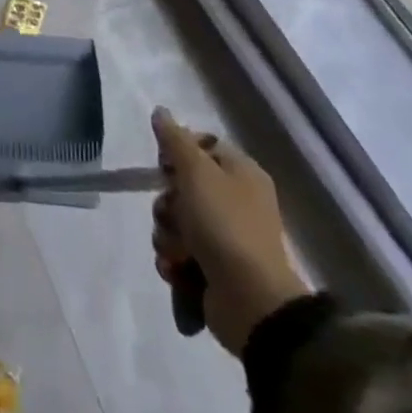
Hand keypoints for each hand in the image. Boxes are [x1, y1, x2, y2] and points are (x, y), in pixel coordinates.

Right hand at [151, 108, 310, 355]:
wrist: (250, 301)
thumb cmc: (225, 225)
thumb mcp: (196, 172)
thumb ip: (175, 140)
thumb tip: (160, 110)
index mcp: (241, 173)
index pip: (201, 146)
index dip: (177, 154)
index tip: (165, 166)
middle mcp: (235, 201)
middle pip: (181, 186)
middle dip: (168, 203)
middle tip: (173, 214)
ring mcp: (224, 237)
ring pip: (175, 221)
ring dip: (168, 234)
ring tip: (178, 251)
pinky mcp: (213, 268)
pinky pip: (178, 252)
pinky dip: (174, 260)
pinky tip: (178, 268)